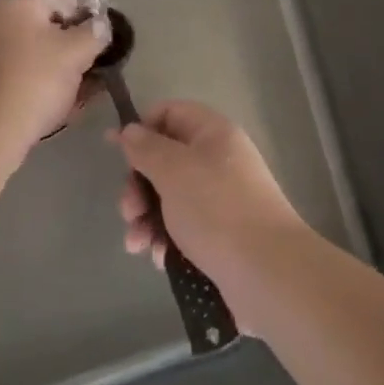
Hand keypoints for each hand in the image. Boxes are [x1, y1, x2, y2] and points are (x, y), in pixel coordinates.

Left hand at [0, 0, 108, 167]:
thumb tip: (100, 26)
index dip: (89, 23)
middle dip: (70, 48)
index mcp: (15, 2)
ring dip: (54, 68)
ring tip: (76, 94)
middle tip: (91, 72)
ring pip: (28, 53)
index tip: (101, 47)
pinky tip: (51, 104)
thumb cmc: (36, 80)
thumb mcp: (77, 52)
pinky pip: (11, 72)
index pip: (64, 2)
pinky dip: (32, 82)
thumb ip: (95, 32)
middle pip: (44, 28)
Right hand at [111, 101, 310, 326]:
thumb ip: (147, 148)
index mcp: (213, 133)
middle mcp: (219, 159)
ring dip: (147, 218)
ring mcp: (222, 197)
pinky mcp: (222, 232)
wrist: (267, 271)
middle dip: (139, 185)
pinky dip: (166, 238)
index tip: (116, 152)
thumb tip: (130, 130)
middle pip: (166, 159)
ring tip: (137, 244)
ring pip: (170, 197)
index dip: (142, 128)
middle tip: (128, 211)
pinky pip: (184, 226)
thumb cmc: (216, 209)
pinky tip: (158, 257)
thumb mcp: (174, 171)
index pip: (171, 113)